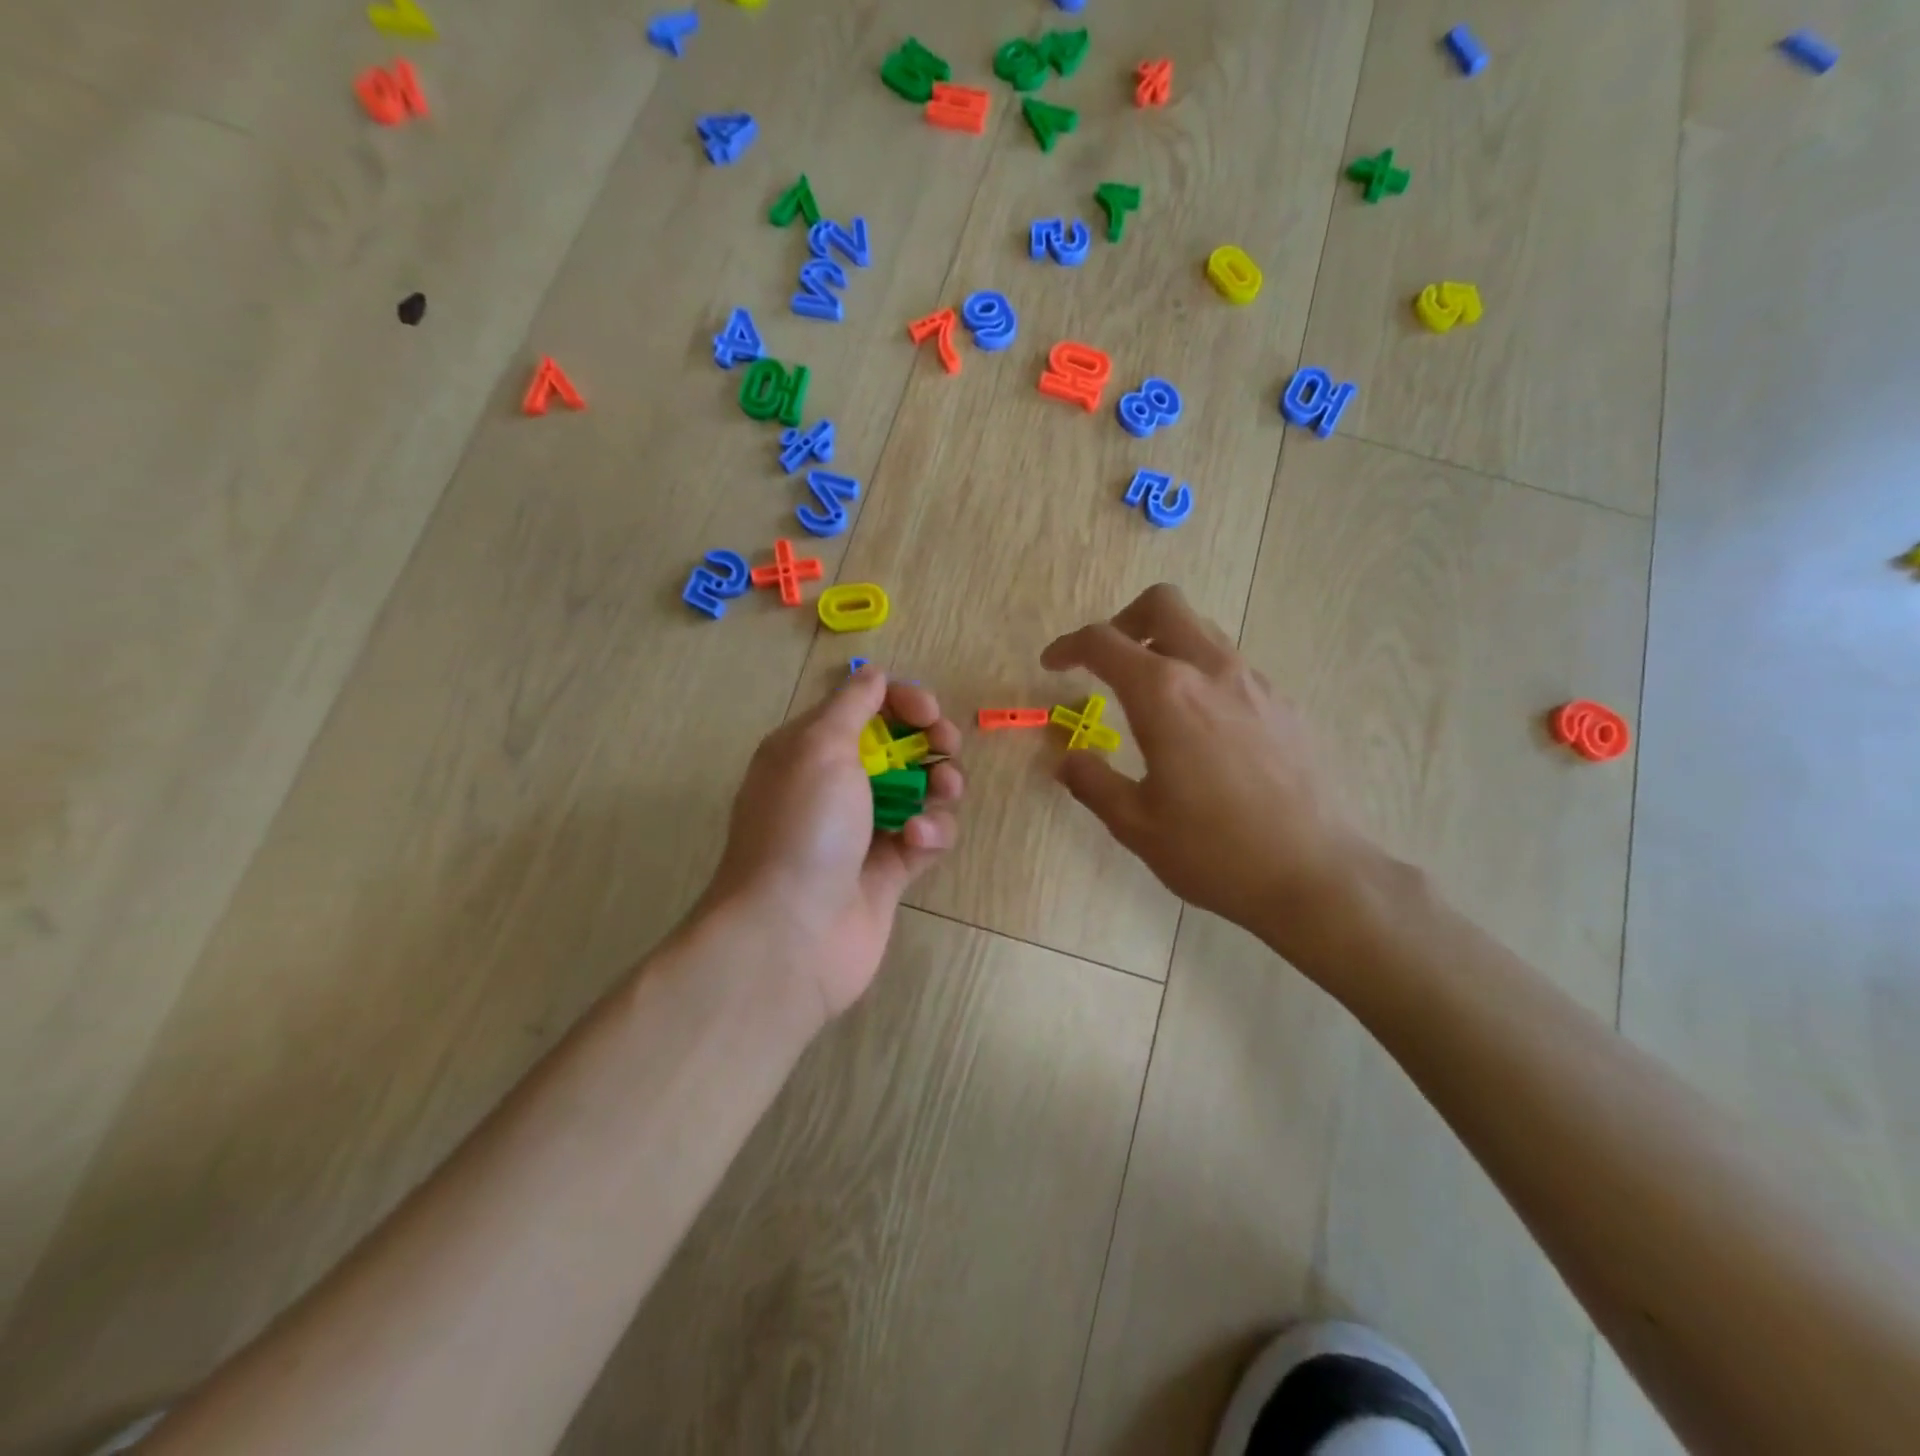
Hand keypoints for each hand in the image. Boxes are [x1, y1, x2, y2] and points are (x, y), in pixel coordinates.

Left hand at [701, 668, 963, 1022]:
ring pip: (921, 791)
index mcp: (810, 749)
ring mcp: (864, 829)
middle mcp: (836, 785)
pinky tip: (917, 841)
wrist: (791, 933)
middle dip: (931, 741)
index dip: (902, 702)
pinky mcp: (889, 871)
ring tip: (941, 794)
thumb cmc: (804, 827)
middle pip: (900, 746)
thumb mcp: (818, 747)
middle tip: (946, 748)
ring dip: (940, 786)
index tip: (928, 713)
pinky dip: (930, 833)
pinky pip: (925, 836)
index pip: (866, 707)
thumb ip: (852, 705)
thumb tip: (874, 674)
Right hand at [1040, 584, 1375, 957]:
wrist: (1317, 875)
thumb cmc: (1215, 851)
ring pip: (1202, 632)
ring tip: (1150, 696)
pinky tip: (1201, 730)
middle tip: (1107, 661)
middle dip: (1124, 621)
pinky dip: (1201, 676)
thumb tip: (1067, 758)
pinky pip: (1232, 668)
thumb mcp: (1135, 824)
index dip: (1069, 646)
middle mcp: (1211, 672)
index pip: (1105, 642)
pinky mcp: (1285, 706)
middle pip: (1163, 605)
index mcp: (1165, 694)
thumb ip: (1091, 781)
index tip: (1052, 664)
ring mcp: (1256, 684)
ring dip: (1166, 646)